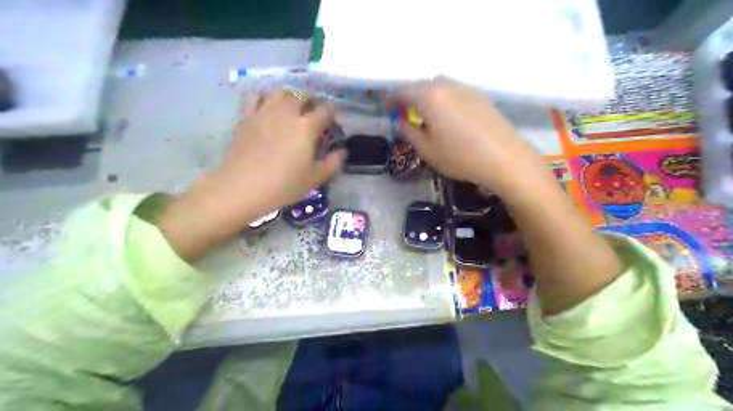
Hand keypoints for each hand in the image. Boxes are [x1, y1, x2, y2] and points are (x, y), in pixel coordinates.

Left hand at [220, 90, 346, 213]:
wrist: (243, 187)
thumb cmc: (283, 185)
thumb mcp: (314, 179)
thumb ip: (332, 163)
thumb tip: (342, 151)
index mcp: (307, 127)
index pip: (326, 110)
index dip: (333, 114)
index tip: (334, 123)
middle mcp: (287, 113)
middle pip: (304, 95)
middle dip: (313, 102)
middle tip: (314, 115)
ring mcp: (265, 112)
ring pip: (281, 91)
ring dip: (291, 96)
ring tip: (292, 108)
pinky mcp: (247, 117)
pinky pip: (257, 96)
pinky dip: (266, 97)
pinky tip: (268, 108)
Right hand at [391, 77, 552, 199]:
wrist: (504, 157)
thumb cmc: (460, 156)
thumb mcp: (427, 149)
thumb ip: (408, 132)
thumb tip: (398, 123)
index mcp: (429, 96)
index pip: (402, 91)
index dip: (391, 100)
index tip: (387, 110)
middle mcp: (446, 85)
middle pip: (421, 85)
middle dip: (409, 97)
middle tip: (405, 113)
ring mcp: (466, 88)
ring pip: (439, 86)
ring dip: (427, 96)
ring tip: (426, 115)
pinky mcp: (480, 95)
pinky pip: (454, 91)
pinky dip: (444, 99)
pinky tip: (448, 116)